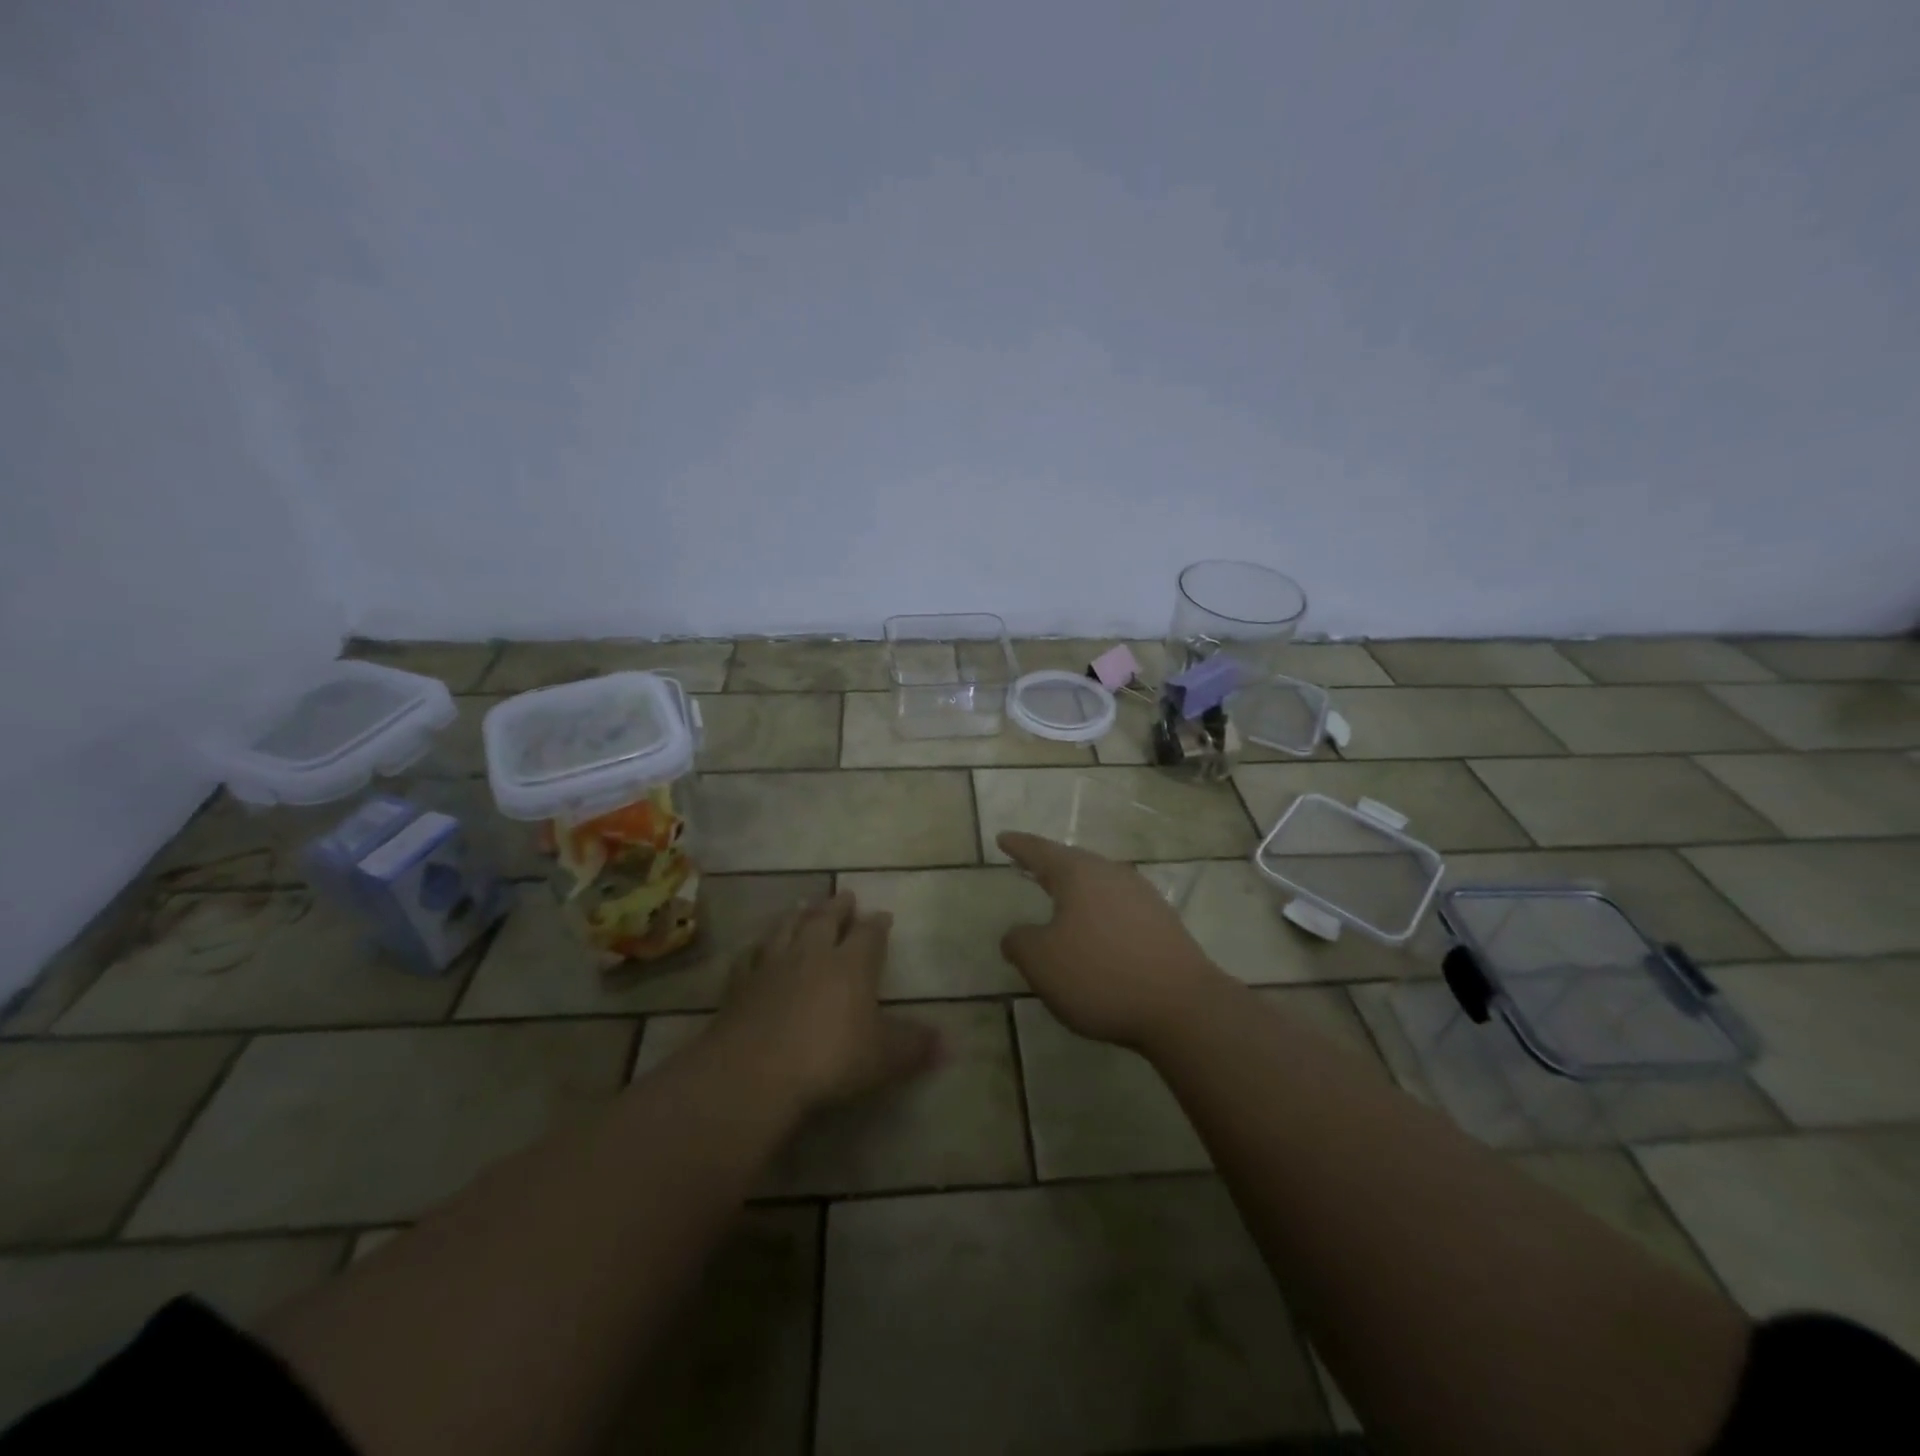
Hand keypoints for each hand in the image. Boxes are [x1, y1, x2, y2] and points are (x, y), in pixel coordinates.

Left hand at [713, 892, 939, 1114]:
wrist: (754, 1072)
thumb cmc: (830, 1060)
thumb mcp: (883, 1058)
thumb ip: (913, 1046)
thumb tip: (947, 1042)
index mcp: (852, 964)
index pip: (869, 934)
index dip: (878, 924)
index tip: (883, 916)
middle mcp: (813, 953)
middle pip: (826, 919)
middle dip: (838, 907)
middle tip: (846, 895)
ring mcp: (773, 965)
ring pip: (787, 928)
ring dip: (798, 915)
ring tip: (803, 905)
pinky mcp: (740, 984)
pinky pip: (750, 956)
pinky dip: (757, 947)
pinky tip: (757, 947)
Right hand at [997, 831, 1229, 1050]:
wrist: (1182, 1006)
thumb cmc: (1100, 975)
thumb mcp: (1041, 963)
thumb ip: (1020, 942)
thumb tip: (1016, 934)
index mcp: (1078, 874)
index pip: (1040, 851)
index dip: (1018, 846)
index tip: (1002, 838)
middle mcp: (1111, 874)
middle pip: (1074, 862)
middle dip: (1050, 864)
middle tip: (1030, 865)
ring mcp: (1142, 896)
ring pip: (1099, 882)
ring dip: (1077, 889)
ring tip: (1061, 898)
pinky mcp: (1163, 922)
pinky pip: (1119, 906)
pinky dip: (1099, 911)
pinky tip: (1096, 929)